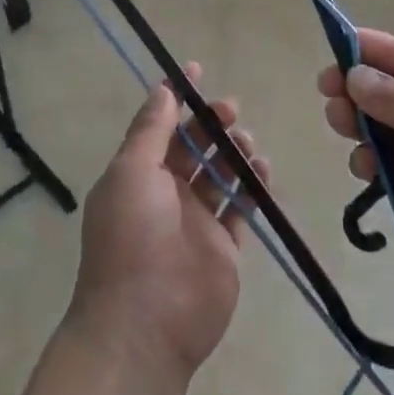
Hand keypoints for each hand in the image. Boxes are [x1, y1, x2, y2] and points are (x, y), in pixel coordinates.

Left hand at [68, 64, 271, 377]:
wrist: (145, 323)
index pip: (159, 125)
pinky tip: (262, 170)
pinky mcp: (224, 248)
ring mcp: (196, 222)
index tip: (197, 70)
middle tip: (230, 110)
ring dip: (234, 152)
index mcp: (137, 174)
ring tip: (247, 144)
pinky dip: (252, 186)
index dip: (177, 98)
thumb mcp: (131, 172)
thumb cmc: (132, 236)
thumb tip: (164, 89)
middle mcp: (166, 193)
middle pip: (193, 147)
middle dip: (211, 124)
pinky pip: (241, 208)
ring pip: (220, 175)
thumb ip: (150, 130)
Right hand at [318, 30, 393, 345]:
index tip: (337, 42)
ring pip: (387, 131)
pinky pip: (388, 170)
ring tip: (341, 126)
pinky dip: (371, 164)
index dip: (378, 50)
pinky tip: (364, 169)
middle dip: (361, 89)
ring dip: (361, 125)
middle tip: (327, 90)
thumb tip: (357, 74)